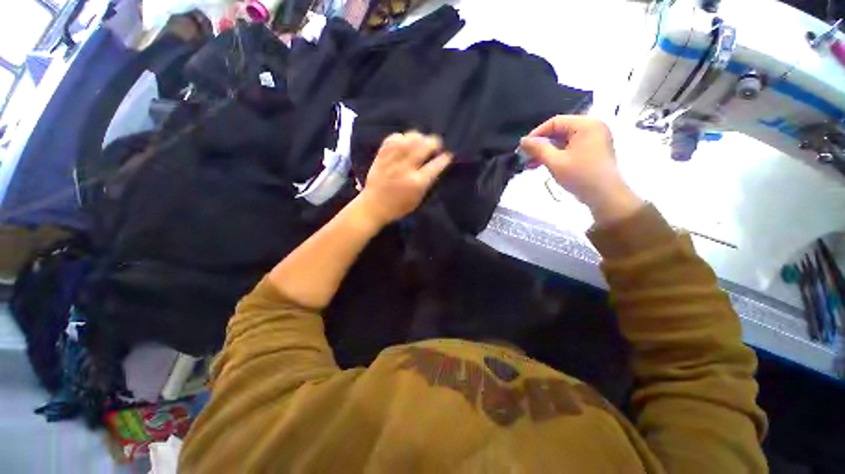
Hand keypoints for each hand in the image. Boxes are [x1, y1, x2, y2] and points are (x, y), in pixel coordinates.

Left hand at [356, 131, 451, 226]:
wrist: (373, 206)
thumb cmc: (398, 207)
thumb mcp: (417, 200)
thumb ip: (427, 183)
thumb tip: (436, 168)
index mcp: (417, 182)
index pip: (436, 165)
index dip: (444, 158)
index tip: (448, 156)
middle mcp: (406, 168)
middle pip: (424, 146)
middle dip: (434, 142)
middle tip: (437, 144)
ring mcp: (392, 160)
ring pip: (409, 139)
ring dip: (419, 137)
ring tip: (422, 139)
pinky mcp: (381, 156)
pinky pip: (392, 139)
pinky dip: (401, 137)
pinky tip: (405, 140)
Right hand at [519, 116, 643, 224]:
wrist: (605, 196)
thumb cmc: (580, 176)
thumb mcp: (555, 162)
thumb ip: (538, 149)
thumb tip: (522, 140)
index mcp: (586, 125)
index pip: (555, 122)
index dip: (536, 134)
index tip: (523, 148)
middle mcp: (592, 127)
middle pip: (559, 131)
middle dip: (541, 145)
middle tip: (525, 157)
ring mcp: (594, 139)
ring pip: (563, 141)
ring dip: (546, 152)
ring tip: (531, 165)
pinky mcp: (593, 150)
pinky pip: (570, 148)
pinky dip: (556, 155)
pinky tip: (543, 165)